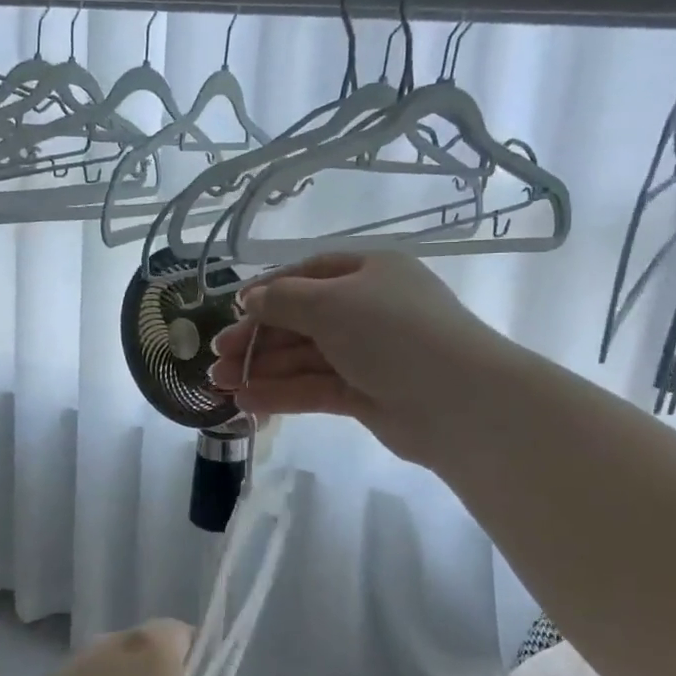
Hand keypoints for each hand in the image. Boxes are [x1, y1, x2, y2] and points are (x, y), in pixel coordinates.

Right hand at [207, 251, 501, 464]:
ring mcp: (368, 354)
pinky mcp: (366, 394)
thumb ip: (283, 299)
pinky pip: (315, 388)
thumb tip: (250, 297)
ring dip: (262, 369)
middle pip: (301, 320)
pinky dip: (282, 393)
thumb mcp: (331, 302)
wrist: (458, 401)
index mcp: (368, 272)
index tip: (233, 310)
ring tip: (220, 384)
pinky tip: (247, 402)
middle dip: (257, 338)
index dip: (269, 291)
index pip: (308, 274)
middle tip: (217, 357)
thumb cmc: (393, 333)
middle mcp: (368, 309)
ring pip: (305, 358)